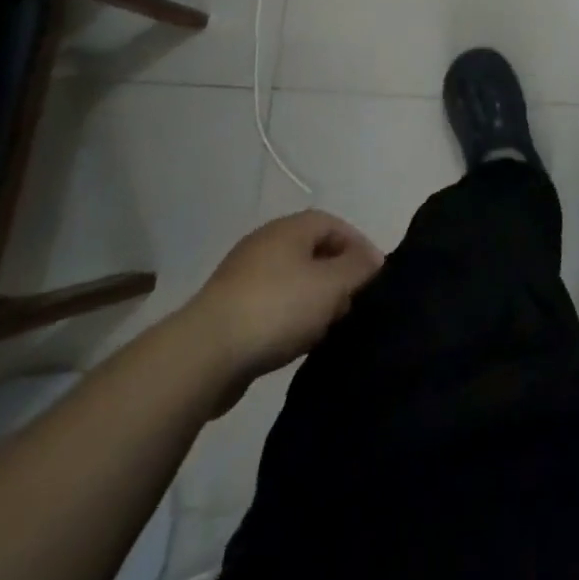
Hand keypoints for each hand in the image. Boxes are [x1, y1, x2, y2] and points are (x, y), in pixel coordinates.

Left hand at [185, 211, 383, 386]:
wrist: (204, 354)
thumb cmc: (277, 308)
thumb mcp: (332, 285)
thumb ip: (359, 268)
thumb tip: (374, 259)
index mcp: (289, 229)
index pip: (334, 224)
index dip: (359, 246)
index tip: (375, 276)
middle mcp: (265, 244)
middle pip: (313, 252)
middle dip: (338, 276)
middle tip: (353, 303)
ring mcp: (243, 277)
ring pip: (293, 281)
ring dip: (315, 300)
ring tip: (328, 327)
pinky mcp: (228, 311)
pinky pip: (272, 306)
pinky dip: (290, 318)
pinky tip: (297, 342)